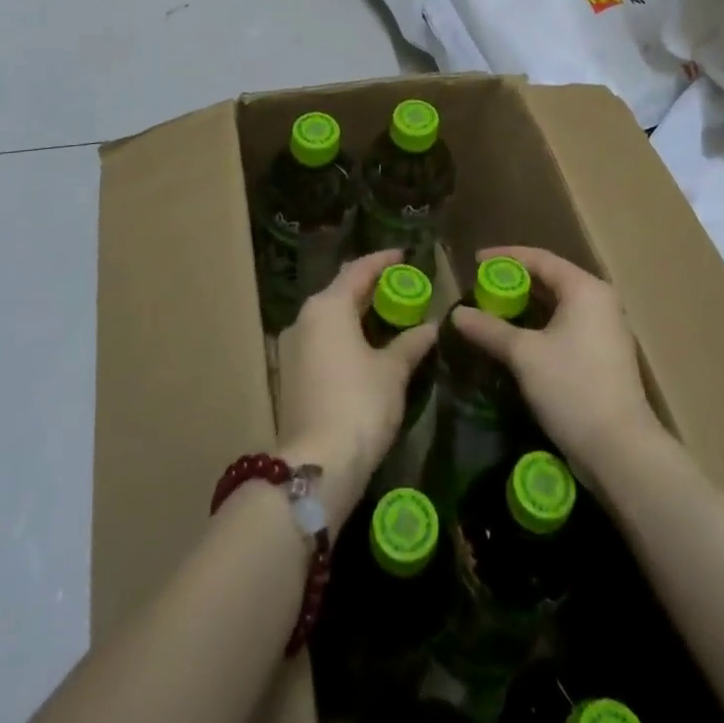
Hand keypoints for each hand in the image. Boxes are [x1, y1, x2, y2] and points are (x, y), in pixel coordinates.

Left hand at [276, 250, 438, 527]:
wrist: (317, 466)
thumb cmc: (360, 404)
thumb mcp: (393, 371)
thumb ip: (411, 343)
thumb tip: (431, 327)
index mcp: (328, 306)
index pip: (358, 270)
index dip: (383, 261)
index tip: (404, 256)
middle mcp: (305, 319)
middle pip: (341, 291)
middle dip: (370, 287)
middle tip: (401, 287)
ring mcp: (293, 348)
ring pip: (330, 318)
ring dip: (357, 313)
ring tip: (388, 315)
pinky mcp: (292, 375)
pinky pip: (323, 340)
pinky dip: (345, 336)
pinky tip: (367, 347)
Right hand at [450, 247, 661, 490]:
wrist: (620, 449)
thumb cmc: (572, 387)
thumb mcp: (524, 355)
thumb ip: (489, 329)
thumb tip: (456, 314)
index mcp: (585, 289)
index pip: (540, 259)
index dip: (505, 258)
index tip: (475, 262)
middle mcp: (600, 301)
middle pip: (551, 279)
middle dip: (515, 282)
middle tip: (482, 287)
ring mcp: (606, 329)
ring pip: (559, 305)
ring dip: (527, 306)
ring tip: (495, 311)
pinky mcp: (605, 355)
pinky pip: (567, 325)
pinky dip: (541, 325)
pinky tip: (518, 339)